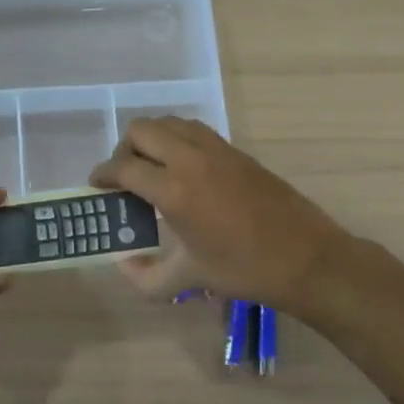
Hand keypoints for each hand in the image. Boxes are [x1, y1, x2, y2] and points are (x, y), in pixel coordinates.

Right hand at [91, 118, 352, 313]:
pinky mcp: (236, 151)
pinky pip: (193, 130)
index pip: (124, 166)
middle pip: (141, 130)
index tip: (96, 185)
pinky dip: (177, 140)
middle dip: (124, 150)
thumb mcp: (187, 280)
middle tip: (125, 178)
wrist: (306, 259)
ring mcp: (216, 150)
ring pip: (168, 123)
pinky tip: (184, 170)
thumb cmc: (243, 271)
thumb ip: (145, 276)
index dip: (103, 174)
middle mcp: (190, 160)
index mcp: (174, 191)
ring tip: (153, 170)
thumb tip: (122, 264)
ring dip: (151, 140)